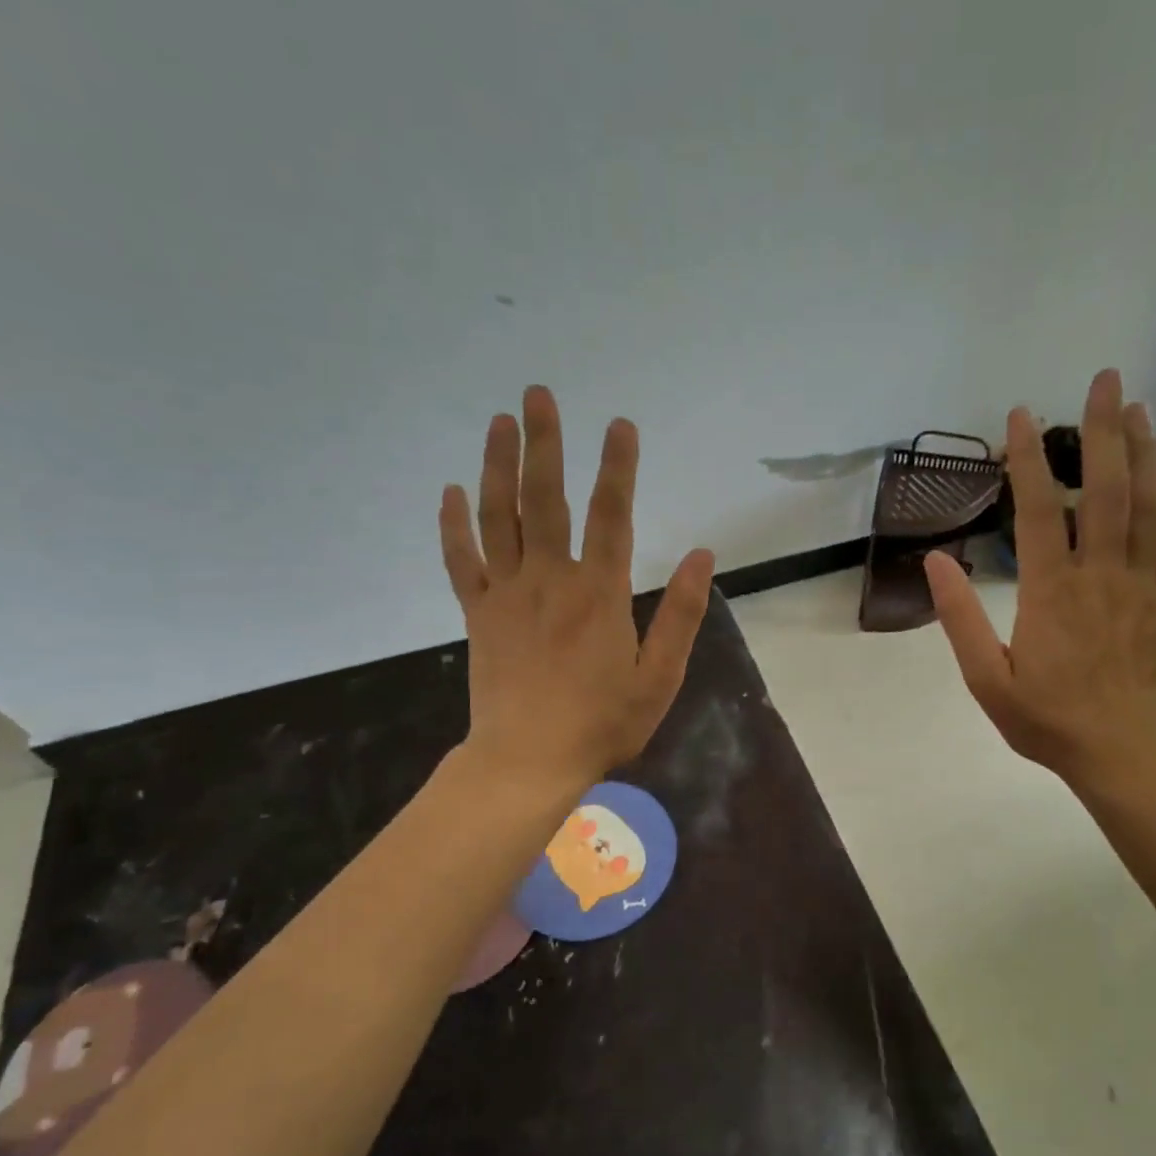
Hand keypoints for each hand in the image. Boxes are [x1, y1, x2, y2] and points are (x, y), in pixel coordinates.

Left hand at [439, 385, 715, 786]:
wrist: (528, 761)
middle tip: (538, 394)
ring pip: (499, 517)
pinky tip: (451, 491)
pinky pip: (462, 560)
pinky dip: (454, 524)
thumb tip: (703, 555)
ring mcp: (507, 594)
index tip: (620, 424)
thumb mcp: (660, 677)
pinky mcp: (478, 614)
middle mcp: (550, 580)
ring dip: (498, 466)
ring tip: (499, 421)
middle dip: (544, 444)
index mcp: (599, 594)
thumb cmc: (603, 723)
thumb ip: (682, 614)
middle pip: (545, 499)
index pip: (612, 516)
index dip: (617, 467)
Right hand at [925, 369, 1155, 793]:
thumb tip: (935, 560)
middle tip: (1103, 379)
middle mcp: (1101, 574)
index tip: (1021, 415)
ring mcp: (1141, 582)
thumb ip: (960, 617)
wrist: (1127, 753)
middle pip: (1106, 488)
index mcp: (1051, 592)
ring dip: (1144, 448)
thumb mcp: (986, 679)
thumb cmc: (1048, 720)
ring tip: (1137, 406)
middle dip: (1103, 429)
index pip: (1041, 509)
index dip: (1030, 458)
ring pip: (1148, 502)